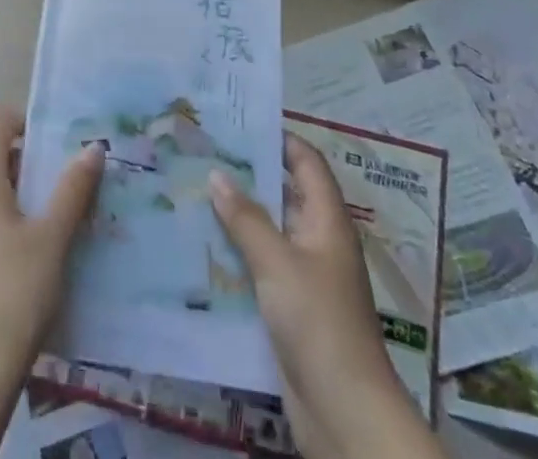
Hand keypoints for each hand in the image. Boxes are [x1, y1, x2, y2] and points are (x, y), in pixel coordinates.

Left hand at [0, 109, 102, 458]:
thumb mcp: (52, 238)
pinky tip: (29, 255)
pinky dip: (2, 222)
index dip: (27, 122)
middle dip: (30, 163)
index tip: (60, 141)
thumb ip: (73, 189)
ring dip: (18, 195)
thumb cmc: (13, 293)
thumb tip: (93, 147)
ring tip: (56, 217)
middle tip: (68, 179)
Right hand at [209, 133, 442, 458]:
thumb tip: (217, 173)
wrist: (344, 413)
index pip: (306, 162)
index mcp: (327, 220)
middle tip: (203, 154)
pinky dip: (237, 254)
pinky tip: (202, 247)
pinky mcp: (291, 309)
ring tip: (193, 192)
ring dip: (237, 216)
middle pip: (284, 195)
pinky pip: (261, 268)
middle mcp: (319, 241)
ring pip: (269, 232)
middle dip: (248, 176)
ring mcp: (306, 276)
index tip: (239, 122)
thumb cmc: (318, 322)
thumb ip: (246, 218)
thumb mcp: (277, 262)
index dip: (279, 139)